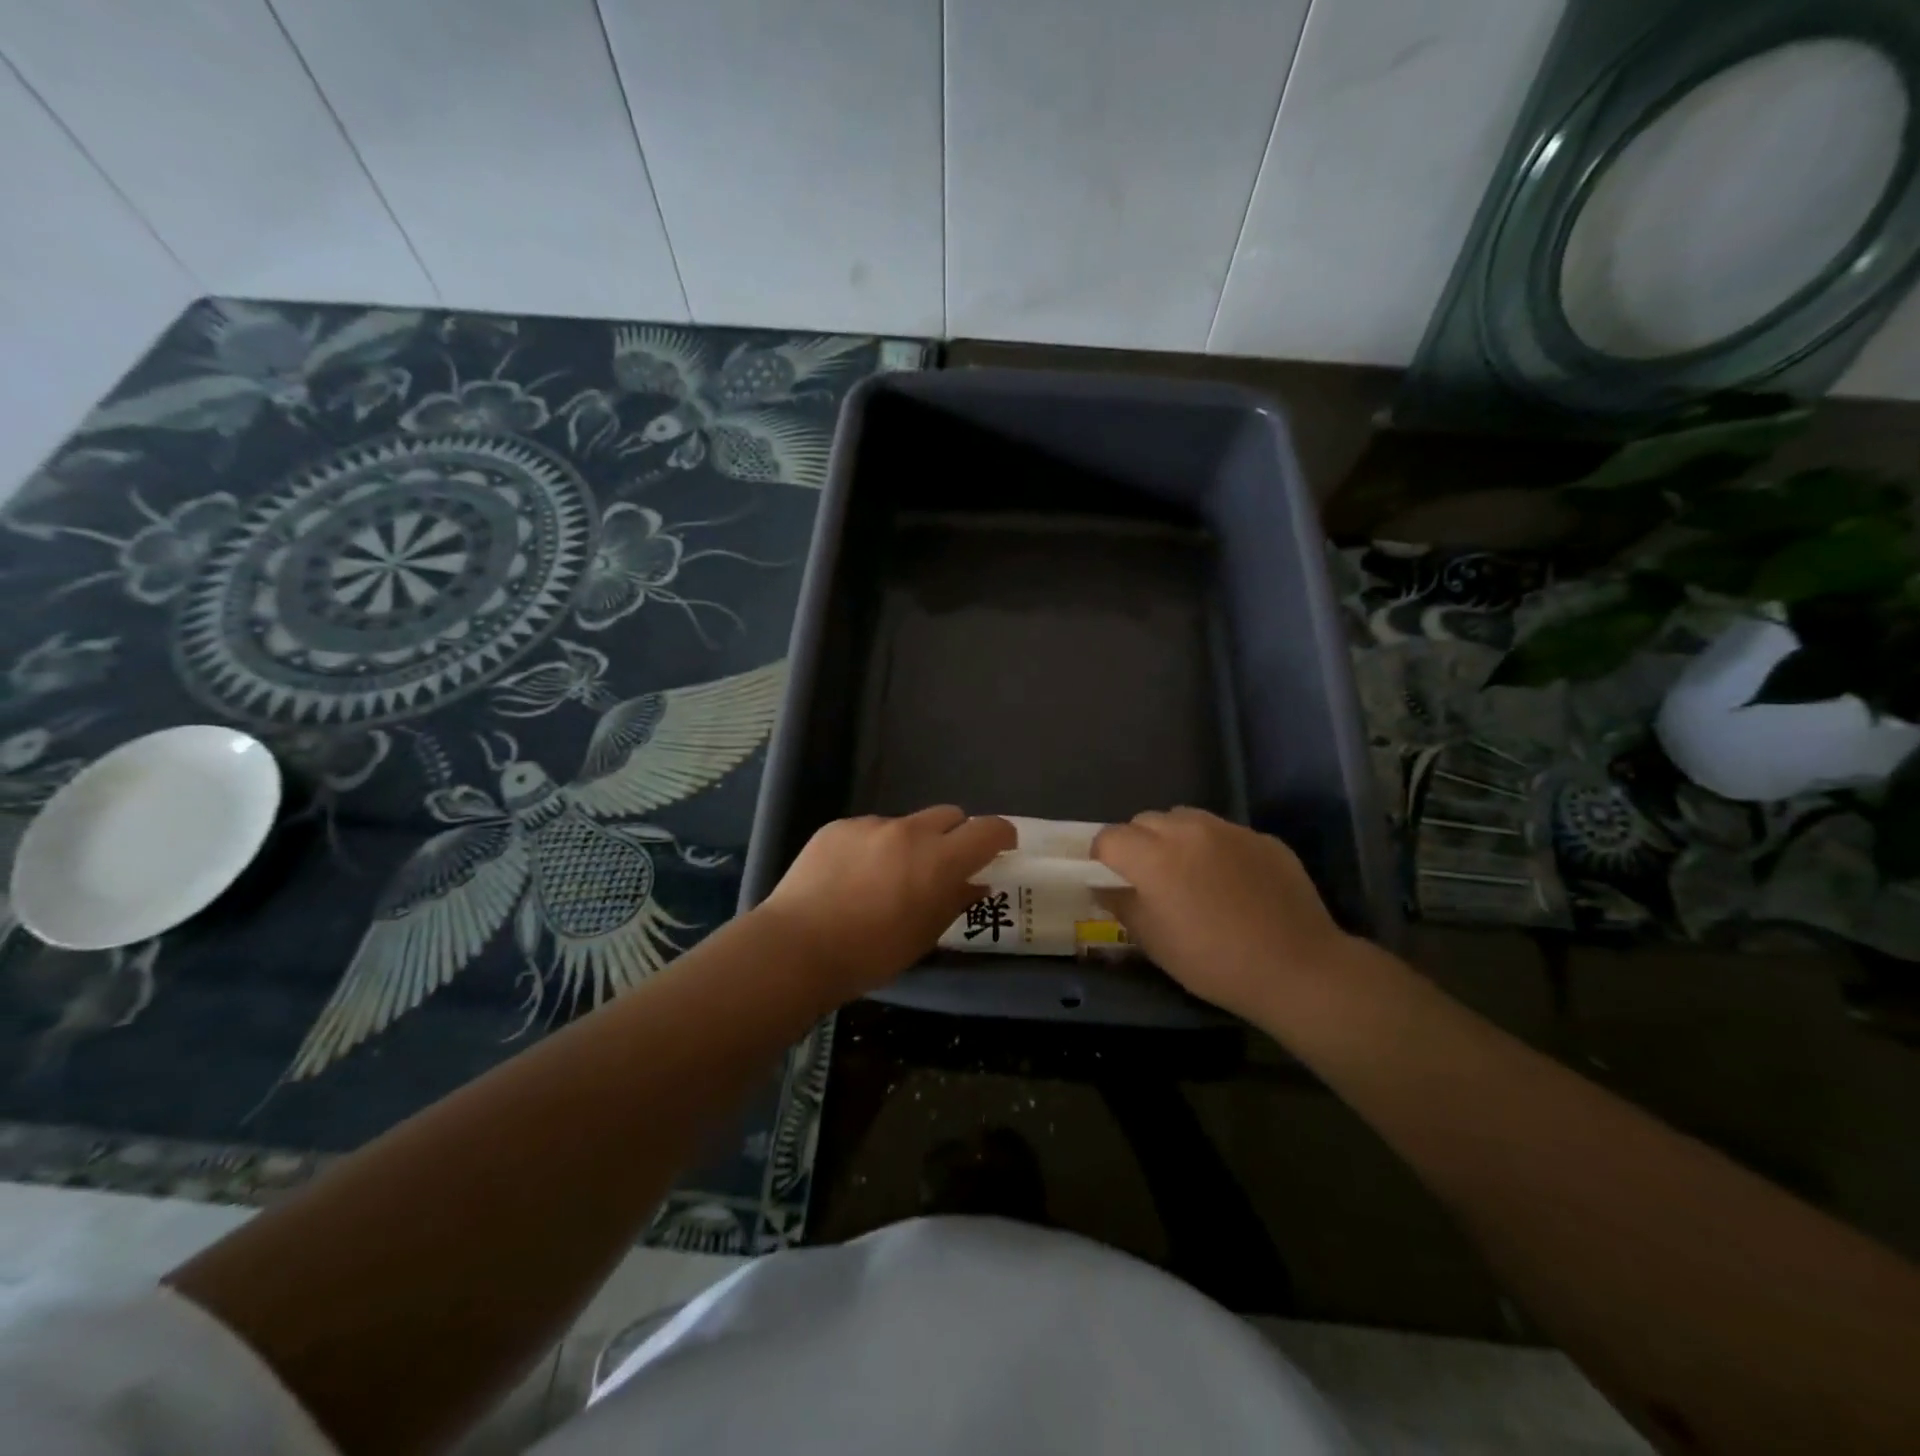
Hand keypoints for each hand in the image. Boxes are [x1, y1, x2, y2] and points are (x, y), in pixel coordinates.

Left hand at [757, 808, 1016, 1001]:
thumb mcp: (924, 936)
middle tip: (942, 865)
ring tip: (885, 878)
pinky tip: (850, 878)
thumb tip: (975, 883)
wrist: (797, 946)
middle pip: (949, 815)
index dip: (1002, 835)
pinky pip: (868, 830)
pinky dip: (872, 847)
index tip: (1001, 848)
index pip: (989, 829)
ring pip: (905, 824)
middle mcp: (909, 831)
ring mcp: (870, 825)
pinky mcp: (837, 826)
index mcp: (939, 859)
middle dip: (955, 835)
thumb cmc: (870, 953)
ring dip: (909, 843)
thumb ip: (955, 901)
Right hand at [1092, 808, 1359, 1022]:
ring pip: (1185, 819)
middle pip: (1145, 821)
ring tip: (1188, 872)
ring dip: (1175, 838)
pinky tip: (1231, 882)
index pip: (1109, 837)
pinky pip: (1224, 833)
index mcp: (1153, 856)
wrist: (1297, 968)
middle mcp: (1188, 830)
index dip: (1102, 857)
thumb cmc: (1213, 962)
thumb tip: (1103, 888)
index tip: (1110, 878)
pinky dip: (1215, 848)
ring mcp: (1229, 830)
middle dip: (1137, 843)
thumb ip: (1122, 905)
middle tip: (1149, 878)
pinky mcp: (1262, 838)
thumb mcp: (1154, 942)